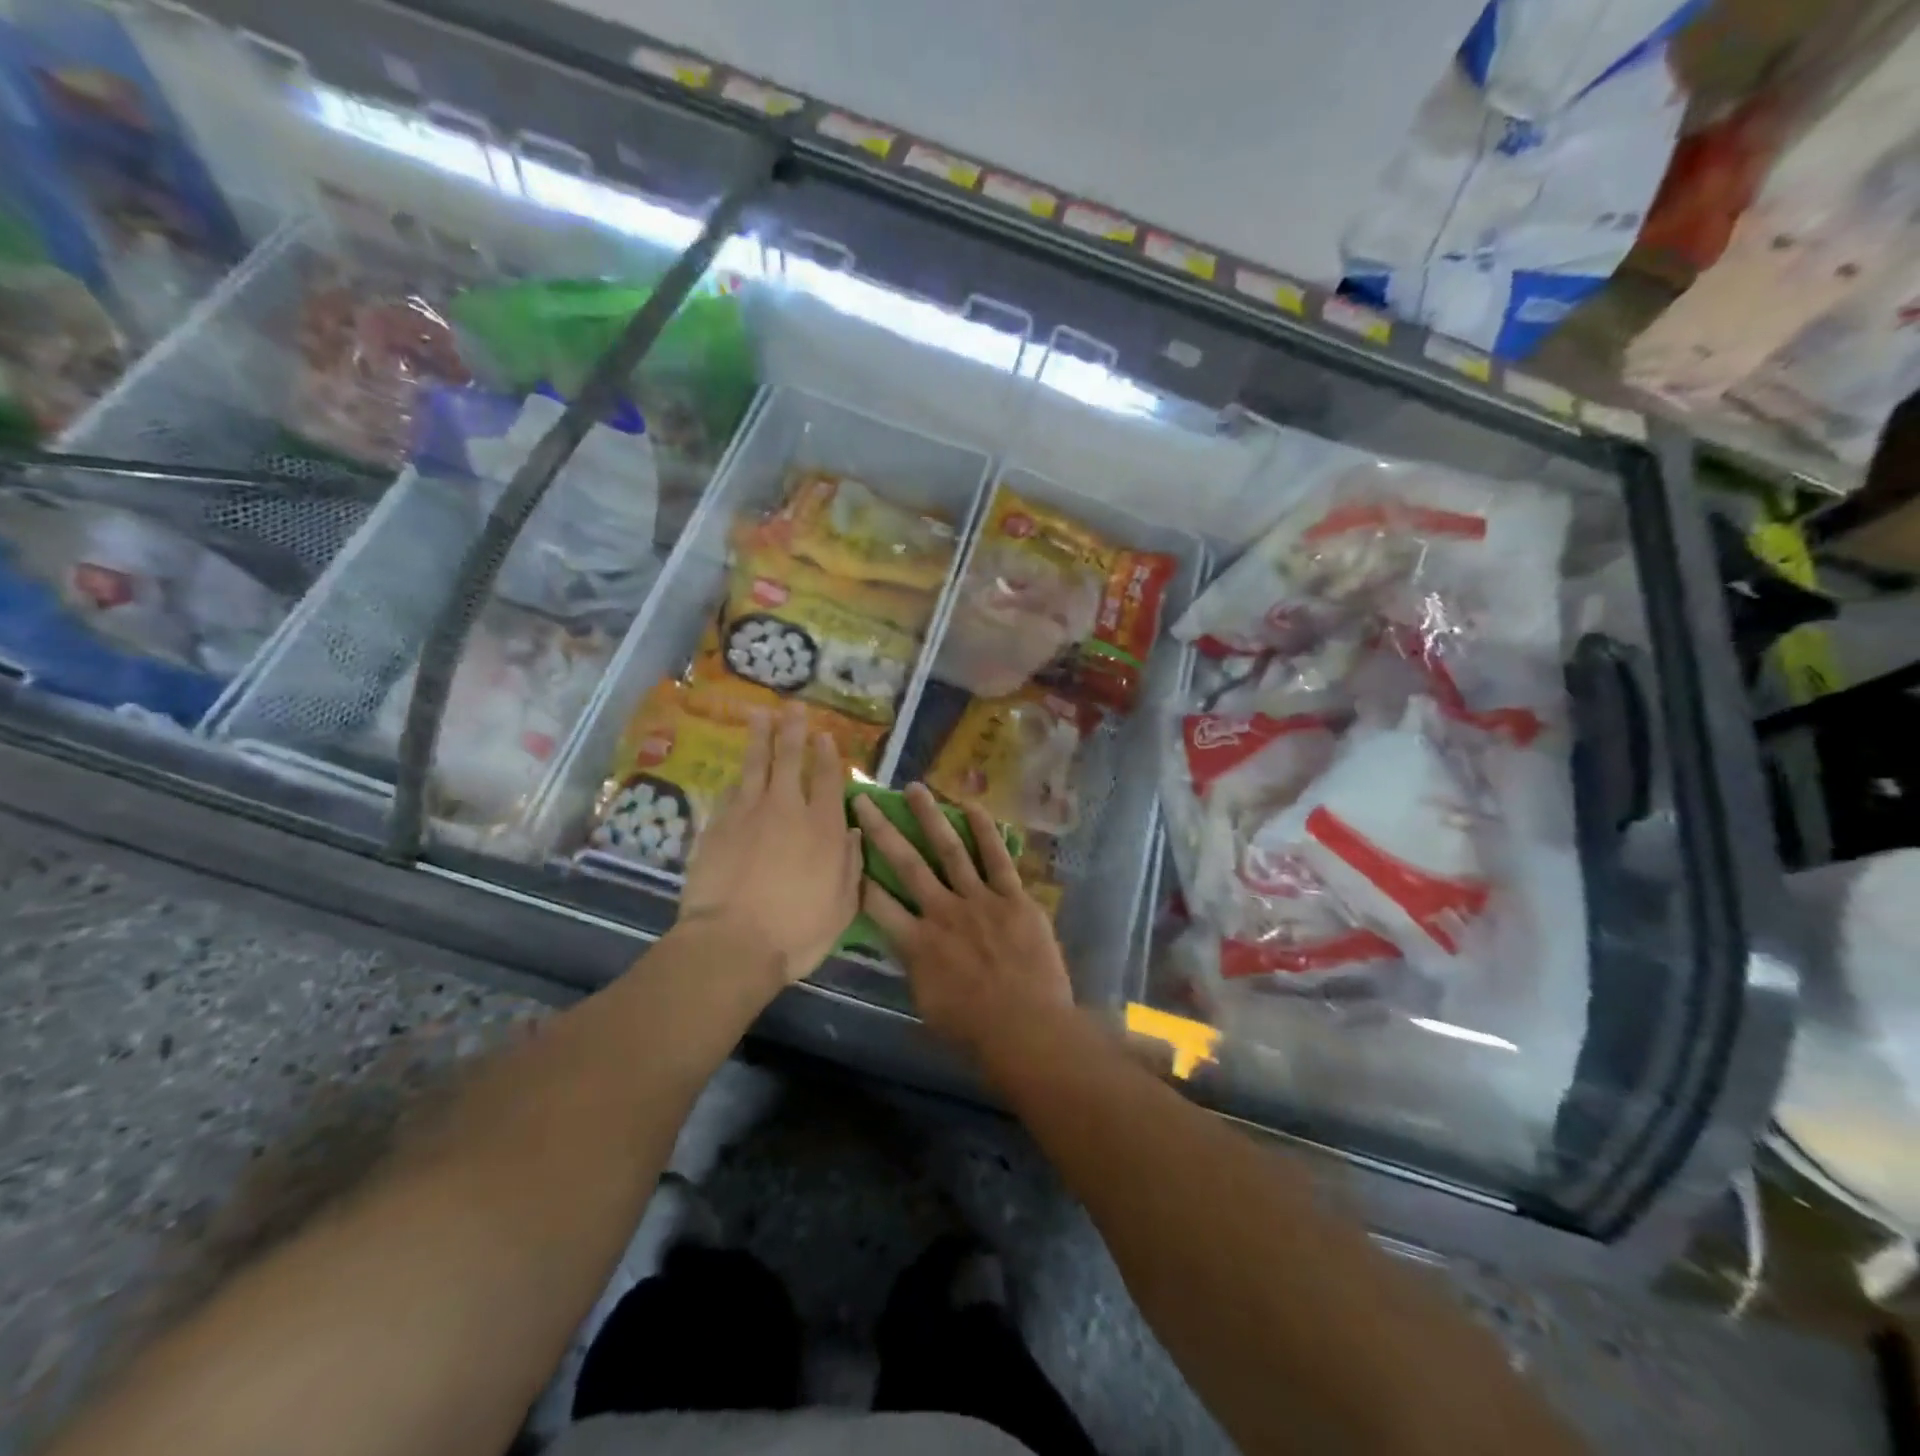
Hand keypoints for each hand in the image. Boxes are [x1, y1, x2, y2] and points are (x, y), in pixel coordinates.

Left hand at [680, 704, 861, 988]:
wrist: (732, 943)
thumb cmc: (797, 930)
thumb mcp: (843, 905)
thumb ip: (850, 864)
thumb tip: (852, 832)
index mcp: (823, 827)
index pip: (827, 779)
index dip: (827, 755)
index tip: (825, 736)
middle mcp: (787, 810)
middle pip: (790, 759)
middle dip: (793, 731)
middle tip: (792, 707)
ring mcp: (747, 814)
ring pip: (755, 765)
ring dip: (760, 738)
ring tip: (759, 715)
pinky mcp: (717, 827)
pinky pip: (730, 793)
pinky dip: (738, 779)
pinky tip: (737, 773)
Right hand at [852, 783, 1073, 1059]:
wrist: (1029, 1029)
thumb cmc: (975, 1030)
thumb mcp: (927, 1005)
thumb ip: (913, 968)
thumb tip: (904, 944)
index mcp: (917, 944)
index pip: (877, 904)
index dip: (858, 875)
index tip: (845, 849)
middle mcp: (942, 912)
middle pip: (906, 864)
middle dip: (882, 830)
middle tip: (864, 800)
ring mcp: (979, 901)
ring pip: (949, 850)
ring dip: (930, 817)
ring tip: (914, 788)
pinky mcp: (1013, 898)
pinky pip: (996, 858)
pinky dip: (984, 831)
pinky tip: (971, 806)